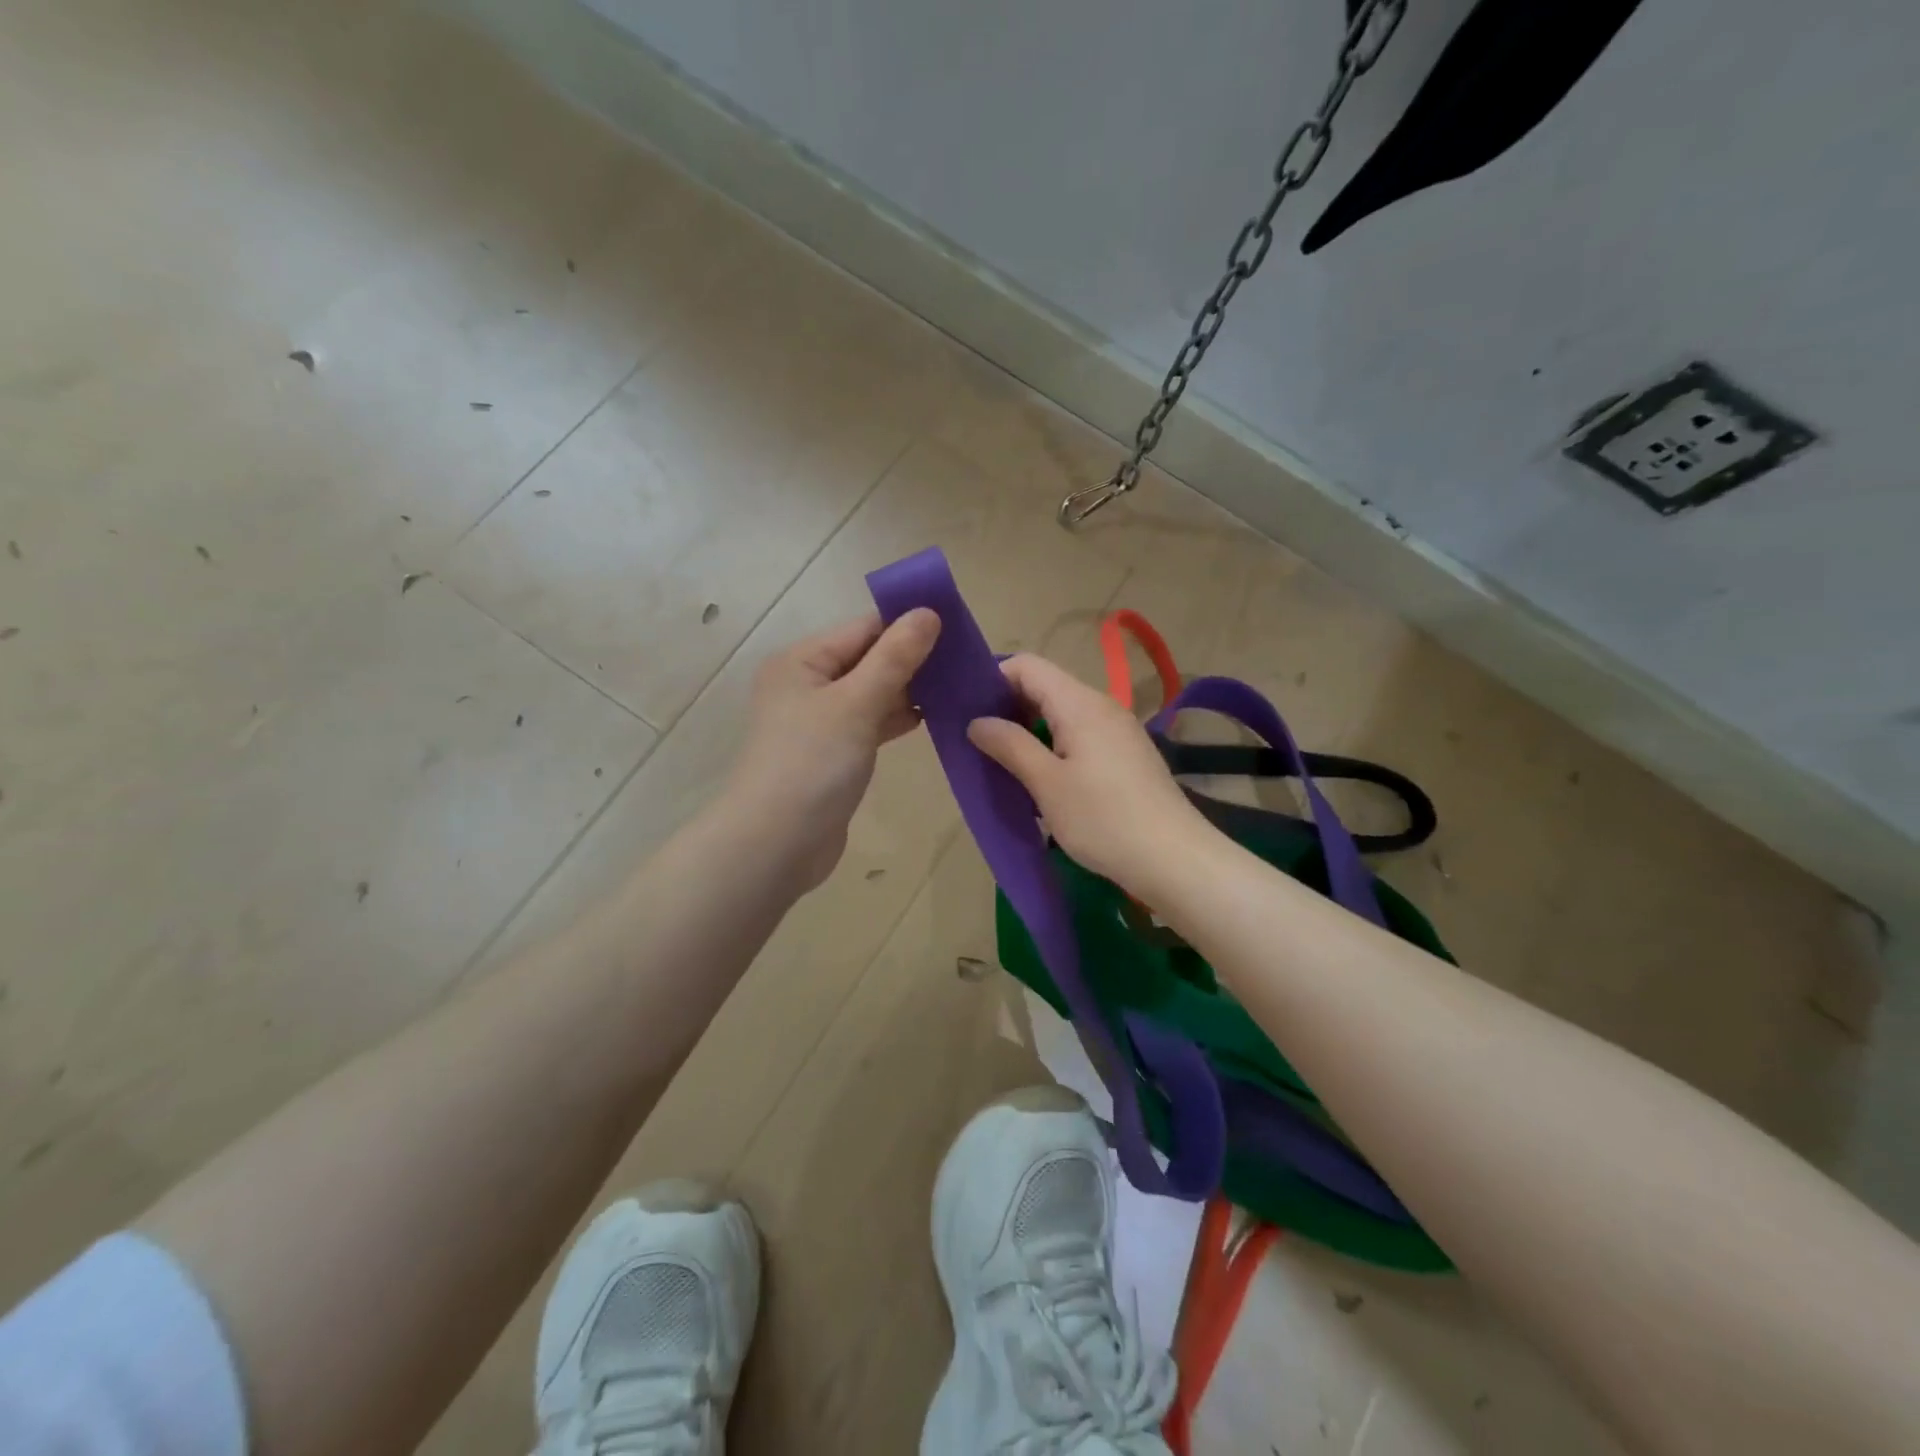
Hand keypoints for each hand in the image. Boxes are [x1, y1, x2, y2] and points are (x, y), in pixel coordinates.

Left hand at [722, 609, 940, 888]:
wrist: (776, 845)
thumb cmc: (812, 764)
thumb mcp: (856, 704)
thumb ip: (894, 658)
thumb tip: (928, 612)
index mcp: (802, 661)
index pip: (864, 629)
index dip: (908, 625)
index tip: (958, 628)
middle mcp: (806, 684)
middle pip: (868, 659)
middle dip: (913, 659)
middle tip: (966, 661)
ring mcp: (819, 721)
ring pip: (871, 693)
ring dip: (908, 690)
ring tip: (957, 687)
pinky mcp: (832, 753)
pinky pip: (869, 723)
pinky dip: (895, 719)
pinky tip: (931, 718)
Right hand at [967, 653, 1213, 894]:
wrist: (1174, 859)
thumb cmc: (1103, 819)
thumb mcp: (1047, 784)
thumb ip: (1010, 745)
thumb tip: (977, 721)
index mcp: (1080, 703)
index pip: (1027, 666)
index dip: (993, 680)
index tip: (969, 713)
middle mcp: (1101, 706)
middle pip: (1045, 688)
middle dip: (1009, 709)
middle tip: (980, 744)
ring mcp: (1118, 731)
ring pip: (1062, 715)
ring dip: (1031, 734)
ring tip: (1006, 766)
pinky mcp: (1127, 756)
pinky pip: (1081, 737)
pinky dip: (1055, 749)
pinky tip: (1044, 783)